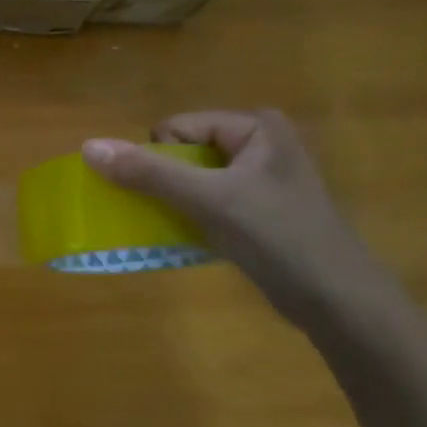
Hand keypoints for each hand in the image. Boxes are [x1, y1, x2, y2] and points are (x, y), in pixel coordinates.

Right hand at [82, 110, 392, 327]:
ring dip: (175, 203)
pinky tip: (194, 239)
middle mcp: (259, 143)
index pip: (178, 127)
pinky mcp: (258, 209)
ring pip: (192, 179)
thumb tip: (88, 147)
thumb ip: (149, 173)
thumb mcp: (209, 200)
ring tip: (182, 228)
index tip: (168, 195)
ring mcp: (260, 178)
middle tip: (176, 212)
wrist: (338, 300)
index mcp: (255, 126)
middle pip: (183, 152)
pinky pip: (207, 202)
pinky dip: (191, 217)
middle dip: (166, 182)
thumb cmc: (278, 237)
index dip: (160, 159)